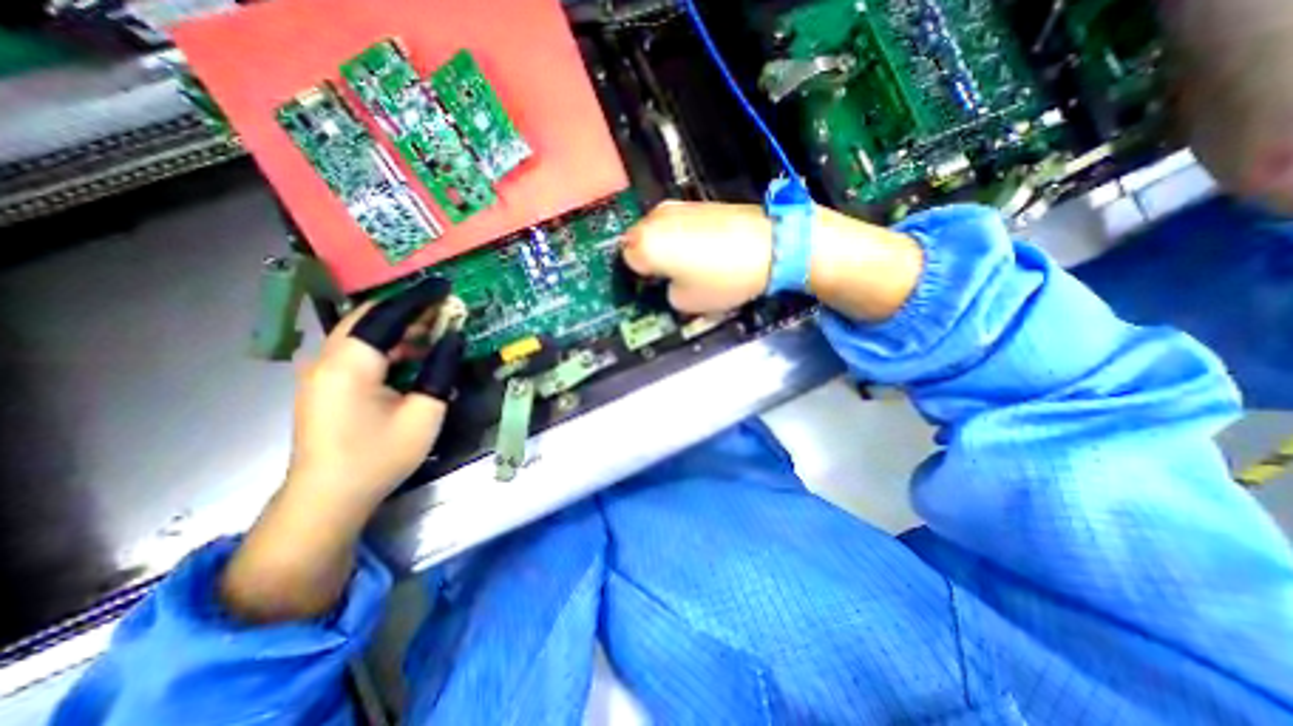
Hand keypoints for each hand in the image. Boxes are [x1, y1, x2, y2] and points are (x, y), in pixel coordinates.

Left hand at [287, 276, 465, 513]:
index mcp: (351, 362)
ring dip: (401, 327)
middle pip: (371, 317)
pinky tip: (414, 354)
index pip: (388, 314)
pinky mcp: (326, 384)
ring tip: (437, 329)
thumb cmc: (380, 455)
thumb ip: (441, 369)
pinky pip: (360, 350)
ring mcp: (323, 371)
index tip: (446, 286)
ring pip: (365, 333)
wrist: (329, 497)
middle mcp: (329, 358)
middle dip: (410, 309)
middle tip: (447, 308)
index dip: (419, 297)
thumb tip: (455, 337)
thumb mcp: (425, 412)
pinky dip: (390, 345)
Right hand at [621, 200, 922, 319]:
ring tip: (689, 262)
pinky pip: (676, 223)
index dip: (640, 277)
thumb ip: (666, 292)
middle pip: (638, 241)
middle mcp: (654, 219)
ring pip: (657, 230)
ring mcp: (676, 206)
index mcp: (645, 244)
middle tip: (670, 276)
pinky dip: (681, 236)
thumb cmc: (723, 278)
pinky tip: (703, 248)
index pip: (625, 261)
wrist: (773, 244)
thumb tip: (668, 280)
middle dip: (648, 258)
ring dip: (664, 246)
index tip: (655, 287)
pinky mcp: (697, 201)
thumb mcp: (687, 302)